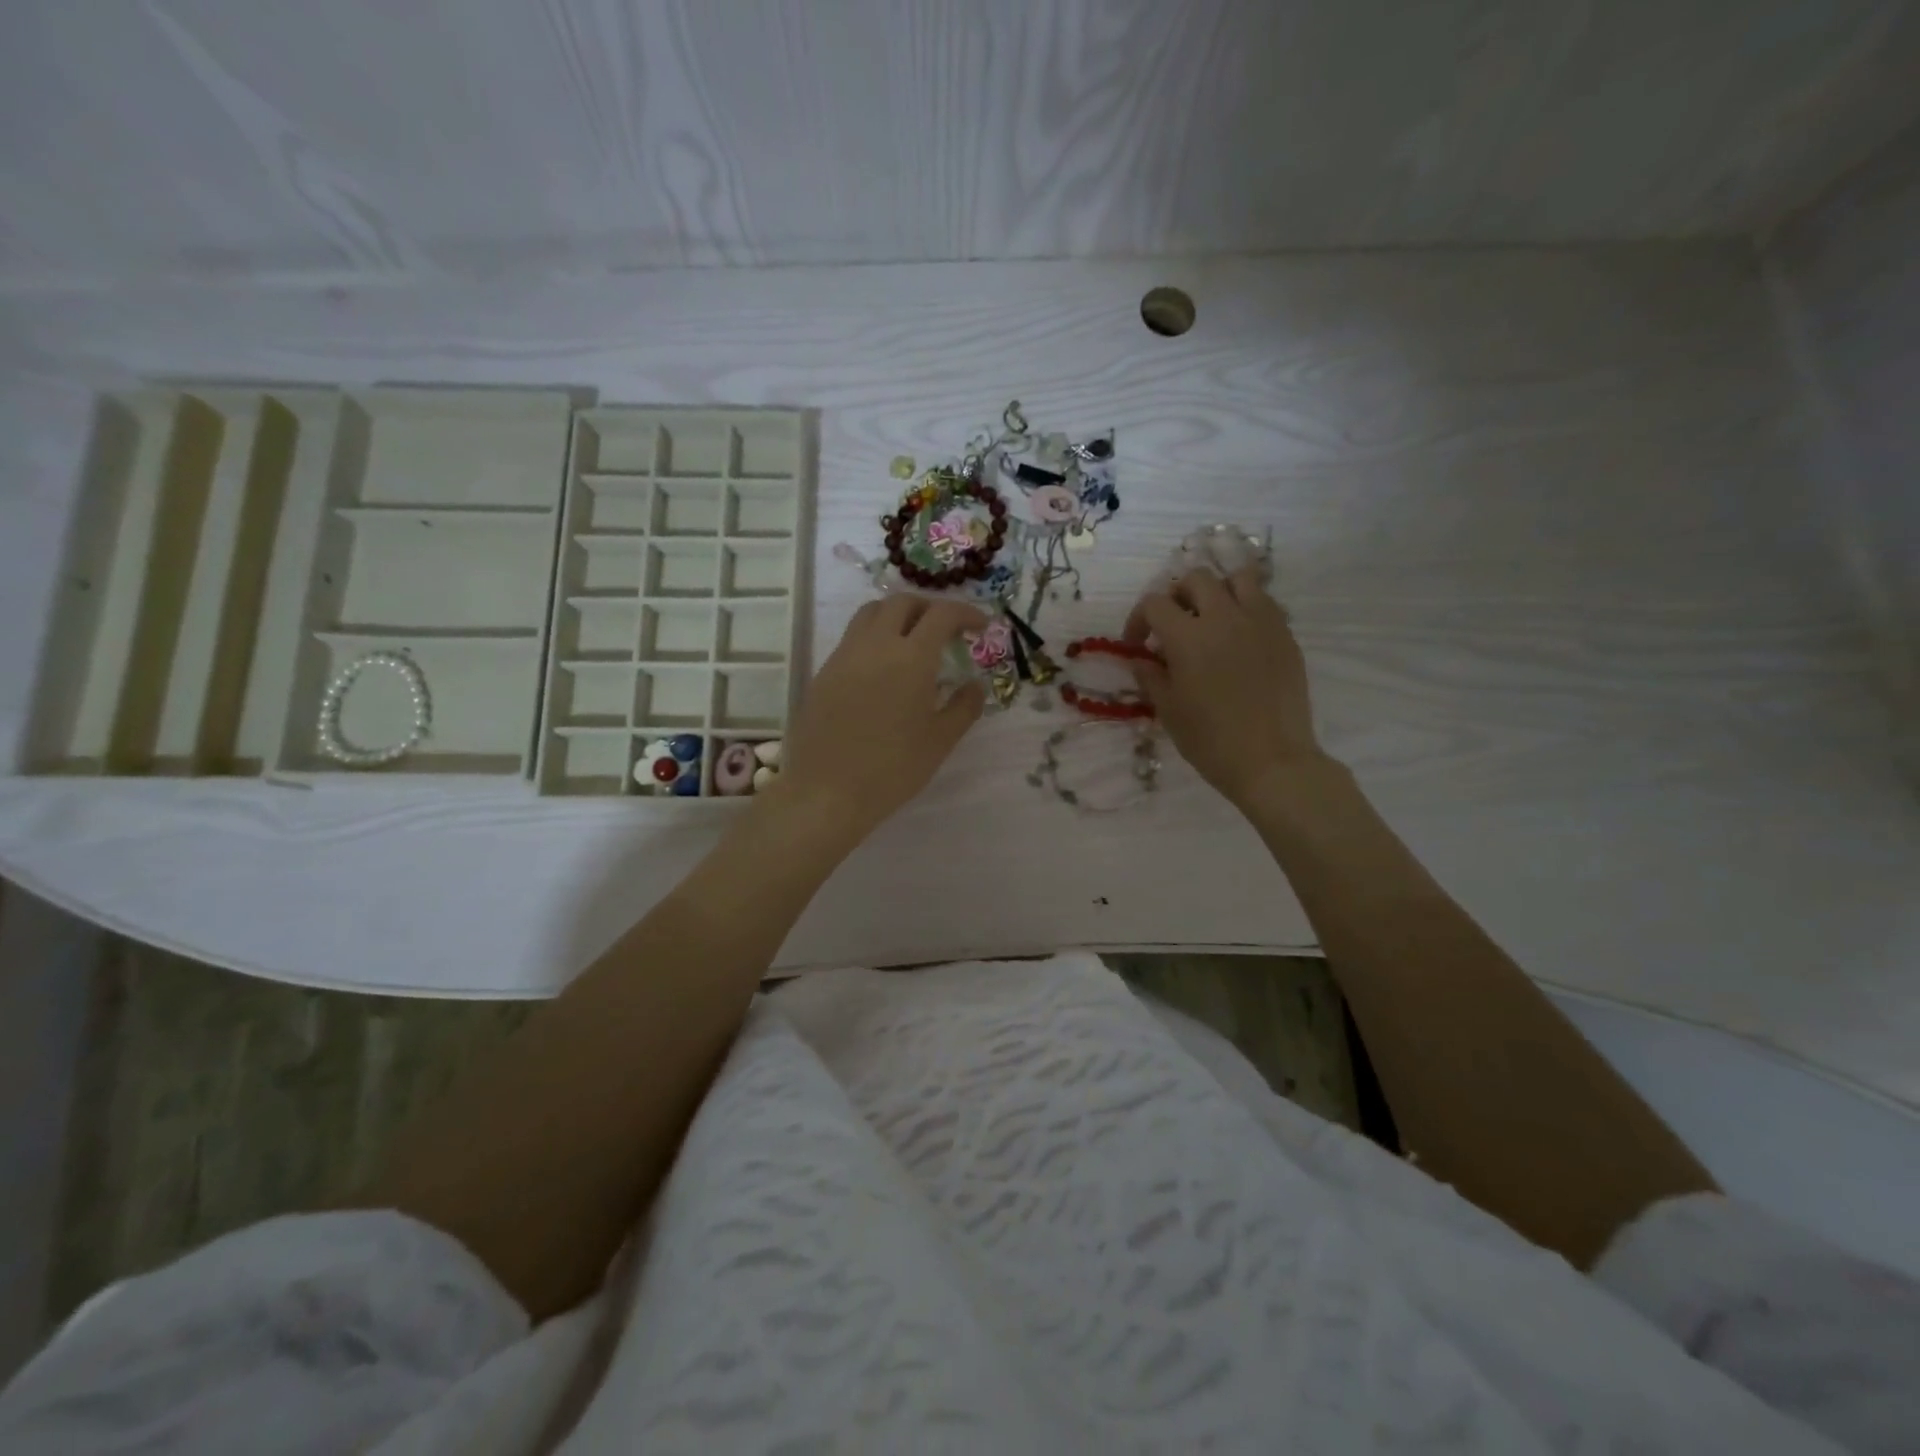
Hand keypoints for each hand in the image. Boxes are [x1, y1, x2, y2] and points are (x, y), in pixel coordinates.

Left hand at [774, 595, 987, 838]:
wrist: (827, 792)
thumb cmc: (892, 769)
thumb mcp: (940, 741)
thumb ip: (963, 707)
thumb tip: (974, 685)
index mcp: (911, 658)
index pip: (942, 615)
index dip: (966, 613)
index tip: (981, 627)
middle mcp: (875, 645)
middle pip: (903, 603)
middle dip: (930, 608)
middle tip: (946, 631)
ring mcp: (844, 656)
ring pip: (871, 613)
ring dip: (897, 615)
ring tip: (912, 641)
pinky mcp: (824, 672)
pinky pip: (852, 638)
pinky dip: (874, 637)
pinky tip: (882, 669)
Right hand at [1125, 569, 1327, 809]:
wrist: (1272, 761)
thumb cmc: (1211, 741)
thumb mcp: (1169, 711)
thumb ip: (1151, 677)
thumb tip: (1141, 659)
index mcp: (1188, 636)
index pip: (1155, 603)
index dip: (1139, 619)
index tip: (1138, 645)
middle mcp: (1225, 617)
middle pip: (1195, 579)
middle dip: (1176, 596)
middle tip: (1172, 625)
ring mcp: (1261, 622)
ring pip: (1237, 578)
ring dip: (1217, 591)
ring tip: (1211, 618)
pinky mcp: (1285, 635)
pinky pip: (1264, 603)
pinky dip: (1246, 608)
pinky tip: (1240, 638)